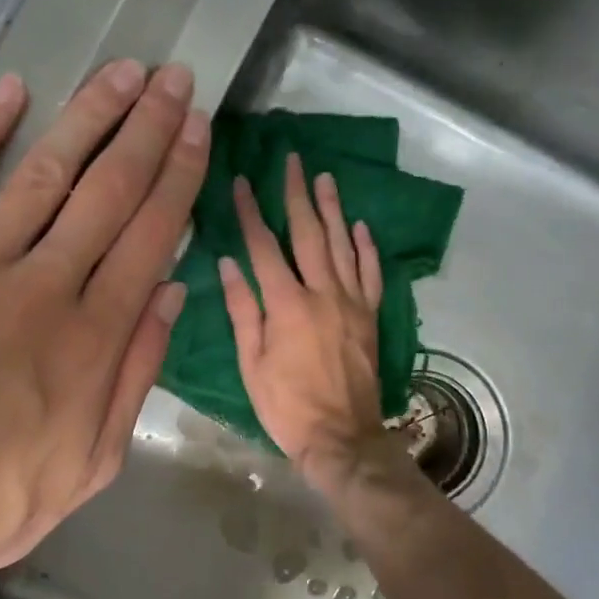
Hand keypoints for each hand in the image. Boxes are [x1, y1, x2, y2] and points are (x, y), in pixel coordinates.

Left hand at [0, 60, 208, 598]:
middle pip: (108, 193)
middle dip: (148, 130)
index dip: (179, 177)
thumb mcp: (90, 467)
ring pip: (43, 177)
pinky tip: (11, 92)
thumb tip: (171, 297)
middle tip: (176, 80)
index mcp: (93, 341)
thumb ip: (133, 377)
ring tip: (122, 73)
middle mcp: (43, 290)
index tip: (199, 129)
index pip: (150, 238)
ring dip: (87, 117)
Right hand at [220, 153, 387, 481]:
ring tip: (325, 178)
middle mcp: (322, 293)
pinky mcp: (370, 316)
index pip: (264, 247)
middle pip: (309, 234)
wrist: (342, 437)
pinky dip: (366, 246)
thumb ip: (242, 310)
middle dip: (298, 195)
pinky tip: (360, 225)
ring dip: (333, 209)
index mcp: (286, 304)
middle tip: (294, 161)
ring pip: (343, 245)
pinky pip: (370, 273)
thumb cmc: (286, 405)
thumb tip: (228, 262)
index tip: (242, 182)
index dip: (250, 212)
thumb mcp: (251, 363)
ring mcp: (352, 303)